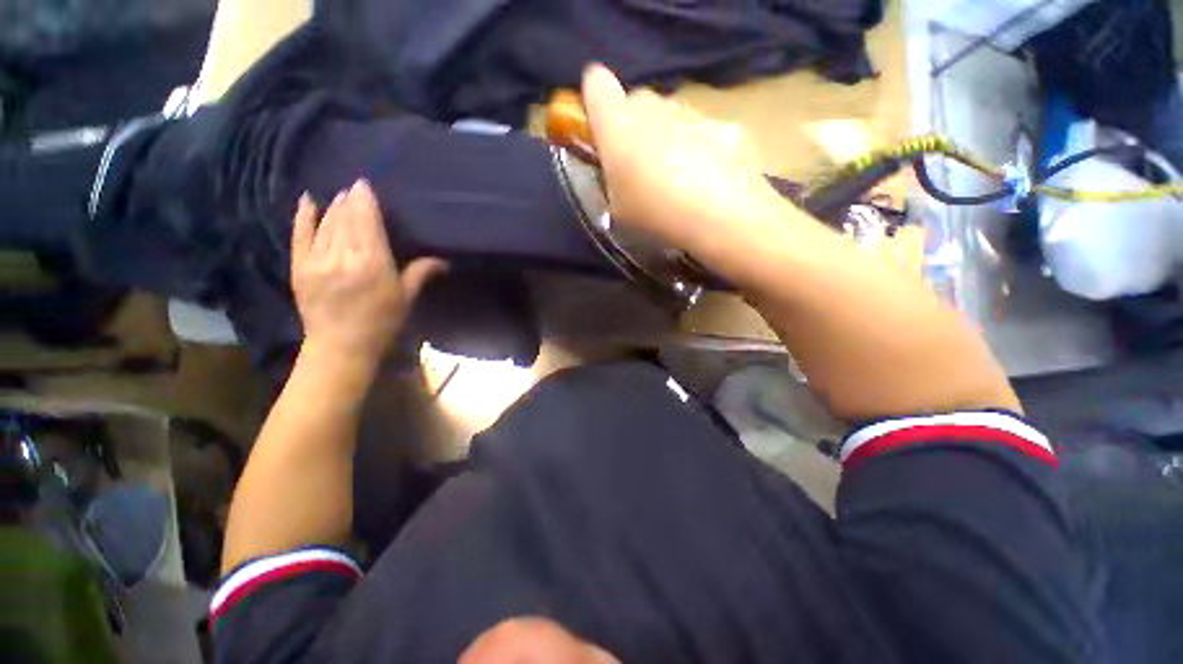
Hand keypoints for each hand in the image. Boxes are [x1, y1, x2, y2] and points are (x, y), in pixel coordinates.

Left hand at [291, 180, 444, 363]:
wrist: (342, 346)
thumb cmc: (382, 323)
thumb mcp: (406, 298)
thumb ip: (420, 273)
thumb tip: (444, 261)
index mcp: (374, 263)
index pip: (368, 222)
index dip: (365, 201)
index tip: (365, 184)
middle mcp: (344, 256)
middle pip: (346, 219)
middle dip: (350, 200)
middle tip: (355, 187)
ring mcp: (318, 260)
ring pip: (326, 224)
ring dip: (333, 207)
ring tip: (340, 195)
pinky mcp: (299, 267)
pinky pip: (300, 236)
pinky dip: (303, 217)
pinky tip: (307, 201)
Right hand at [580, 64, 783, 250]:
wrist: (720, 218)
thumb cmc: (655, 215)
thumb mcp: (615, 210)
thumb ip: (609, 179)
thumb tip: (616, 166)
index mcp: (618, 124)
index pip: (595, 82)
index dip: (595, 102)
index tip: (600, 131)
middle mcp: (654, 106)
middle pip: (637, 102)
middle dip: (634, 127)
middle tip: (640, 169)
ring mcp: (692, 113)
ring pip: (671, 116)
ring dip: (667, 139)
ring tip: (677, 182)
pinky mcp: (725, 125)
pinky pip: (702, 131)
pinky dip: (699, 150)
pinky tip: (707, 183)